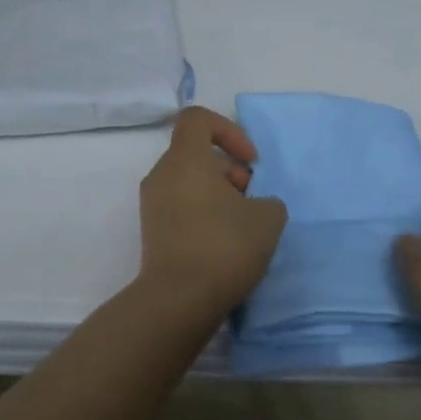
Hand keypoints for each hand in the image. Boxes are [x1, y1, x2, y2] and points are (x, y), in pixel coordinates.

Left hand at [136, 107, 288, 319]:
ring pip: (190, 182)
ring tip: (241, 226)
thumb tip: (253, 205)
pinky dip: (203, 214)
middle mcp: (162, 175)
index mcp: (185, 159)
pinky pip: (181, 207)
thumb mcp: (268, 218)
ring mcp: (153, 205)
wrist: (179, 300)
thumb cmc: (224, 246)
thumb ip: (267, 200)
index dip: (229, 131)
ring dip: (219, 194)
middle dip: (230, 171)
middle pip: (197, 154)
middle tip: (251, 201)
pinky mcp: (153, 232)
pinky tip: (224, 244)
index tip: (250, 161)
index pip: (198, 119)